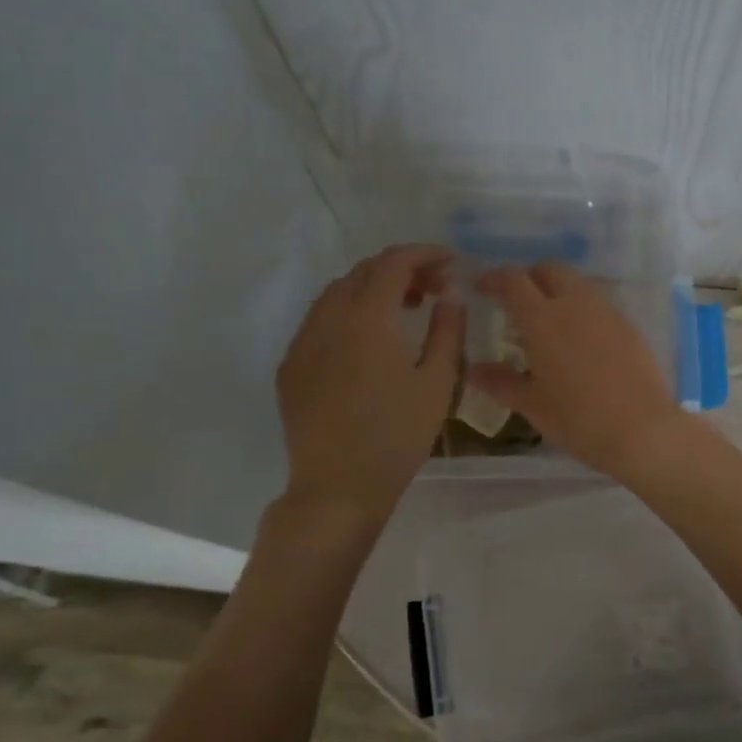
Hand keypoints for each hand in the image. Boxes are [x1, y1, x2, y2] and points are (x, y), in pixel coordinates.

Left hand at [276, 245, 464, 518]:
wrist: (338, 487)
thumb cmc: (397, 436)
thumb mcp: (437, 382)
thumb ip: (447, 329)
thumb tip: (449, 293)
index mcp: (368, 318)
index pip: (394, 262)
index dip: (425, 253)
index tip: (451, 263)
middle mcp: (328, 318)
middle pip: (364, 271)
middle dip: (402, 270)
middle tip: (434, 289)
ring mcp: (303, 341)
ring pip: (337, 292)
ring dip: (373, 289)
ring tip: (404, 311)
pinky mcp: (290, 366)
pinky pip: (320, 320)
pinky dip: (349, 313)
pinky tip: (368, 341)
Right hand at [467, 262, 691, 478]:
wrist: (642, 430)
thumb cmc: (578, 420)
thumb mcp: (533, 405)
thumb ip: (501, 382)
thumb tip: (473, 370)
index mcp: (543, 319)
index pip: (513, 280)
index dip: (493, 278)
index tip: (481, 287)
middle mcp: (575, 304)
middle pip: (550, 269)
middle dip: (530, 276)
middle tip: (517, 301)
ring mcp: (607, 312)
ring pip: (578, 283)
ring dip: (558, 290)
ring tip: (549, 321)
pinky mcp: (629, 325)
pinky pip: (599, 304)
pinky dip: (582, 309)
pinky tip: (581, 339)